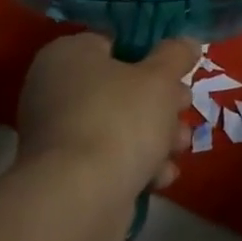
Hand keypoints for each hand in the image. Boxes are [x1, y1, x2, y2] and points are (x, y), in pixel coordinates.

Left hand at [15, 33, 198, 204]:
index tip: (176, 72)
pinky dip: (135, 165)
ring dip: (156, 136)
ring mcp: (57, 135)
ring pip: (119, 125)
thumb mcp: (160, 78)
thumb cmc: (120, 119)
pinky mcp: (66, 174)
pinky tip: (160, 176)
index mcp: (68, 55)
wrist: (81, 198)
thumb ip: (176, 55)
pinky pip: (108, 158)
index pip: (113, 43)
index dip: (150, 56)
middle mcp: (55, 90)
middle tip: (184, 108)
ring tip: (180, 147)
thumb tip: (186, 42)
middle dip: (160, 102)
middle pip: (121, 87)